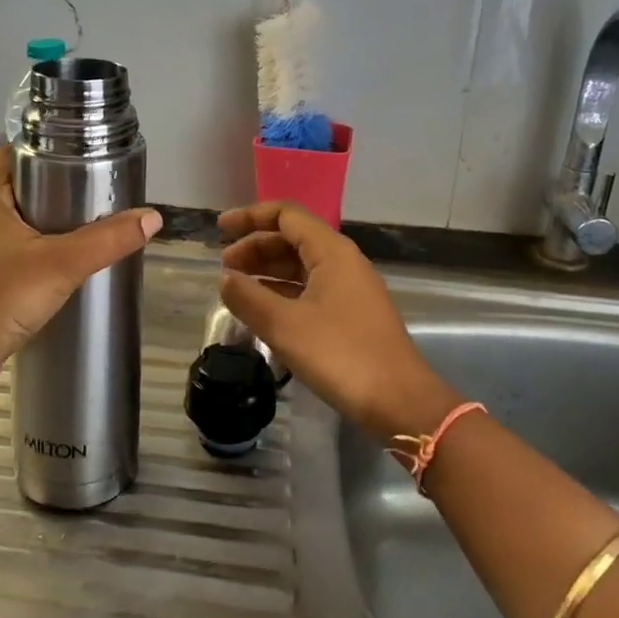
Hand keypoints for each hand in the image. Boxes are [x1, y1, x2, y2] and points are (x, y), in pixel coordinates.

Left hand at [0, 148, 160, 393]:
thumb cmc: (0, 297)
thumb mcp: (61, 263)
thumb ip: (107, 240)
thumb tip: (152, 217)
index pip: (5, 158)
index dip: (33, 147)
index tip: (68, 147)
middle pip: (13, 192)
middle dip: (48, 187)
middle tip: (89, 186)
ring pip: (13, 228)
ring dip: (42, 225)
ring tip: (83, 226)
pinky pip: (11, 261)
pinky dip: (35, 257)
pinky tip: (61, 270)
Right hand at [218, 201, 458, 440]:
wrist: (399, 402)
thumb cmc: (340, 355)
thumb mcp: (285, 326)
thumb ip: (248, 297)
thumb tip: (225, 278)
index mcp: (331, 251)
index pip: (286, 215)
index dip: (250, 217)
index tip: (219, 229)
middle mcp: (343, 261)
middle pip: (292, 238)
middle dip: (255, 247)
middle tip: (224, 269)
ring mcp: (350, 289)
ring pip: (301, 266)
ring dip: (267, 271)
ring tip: (236, 288)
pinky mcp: (352, 315)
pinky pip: (310, 289)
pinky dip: (282, 292)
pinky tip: (263, 310)